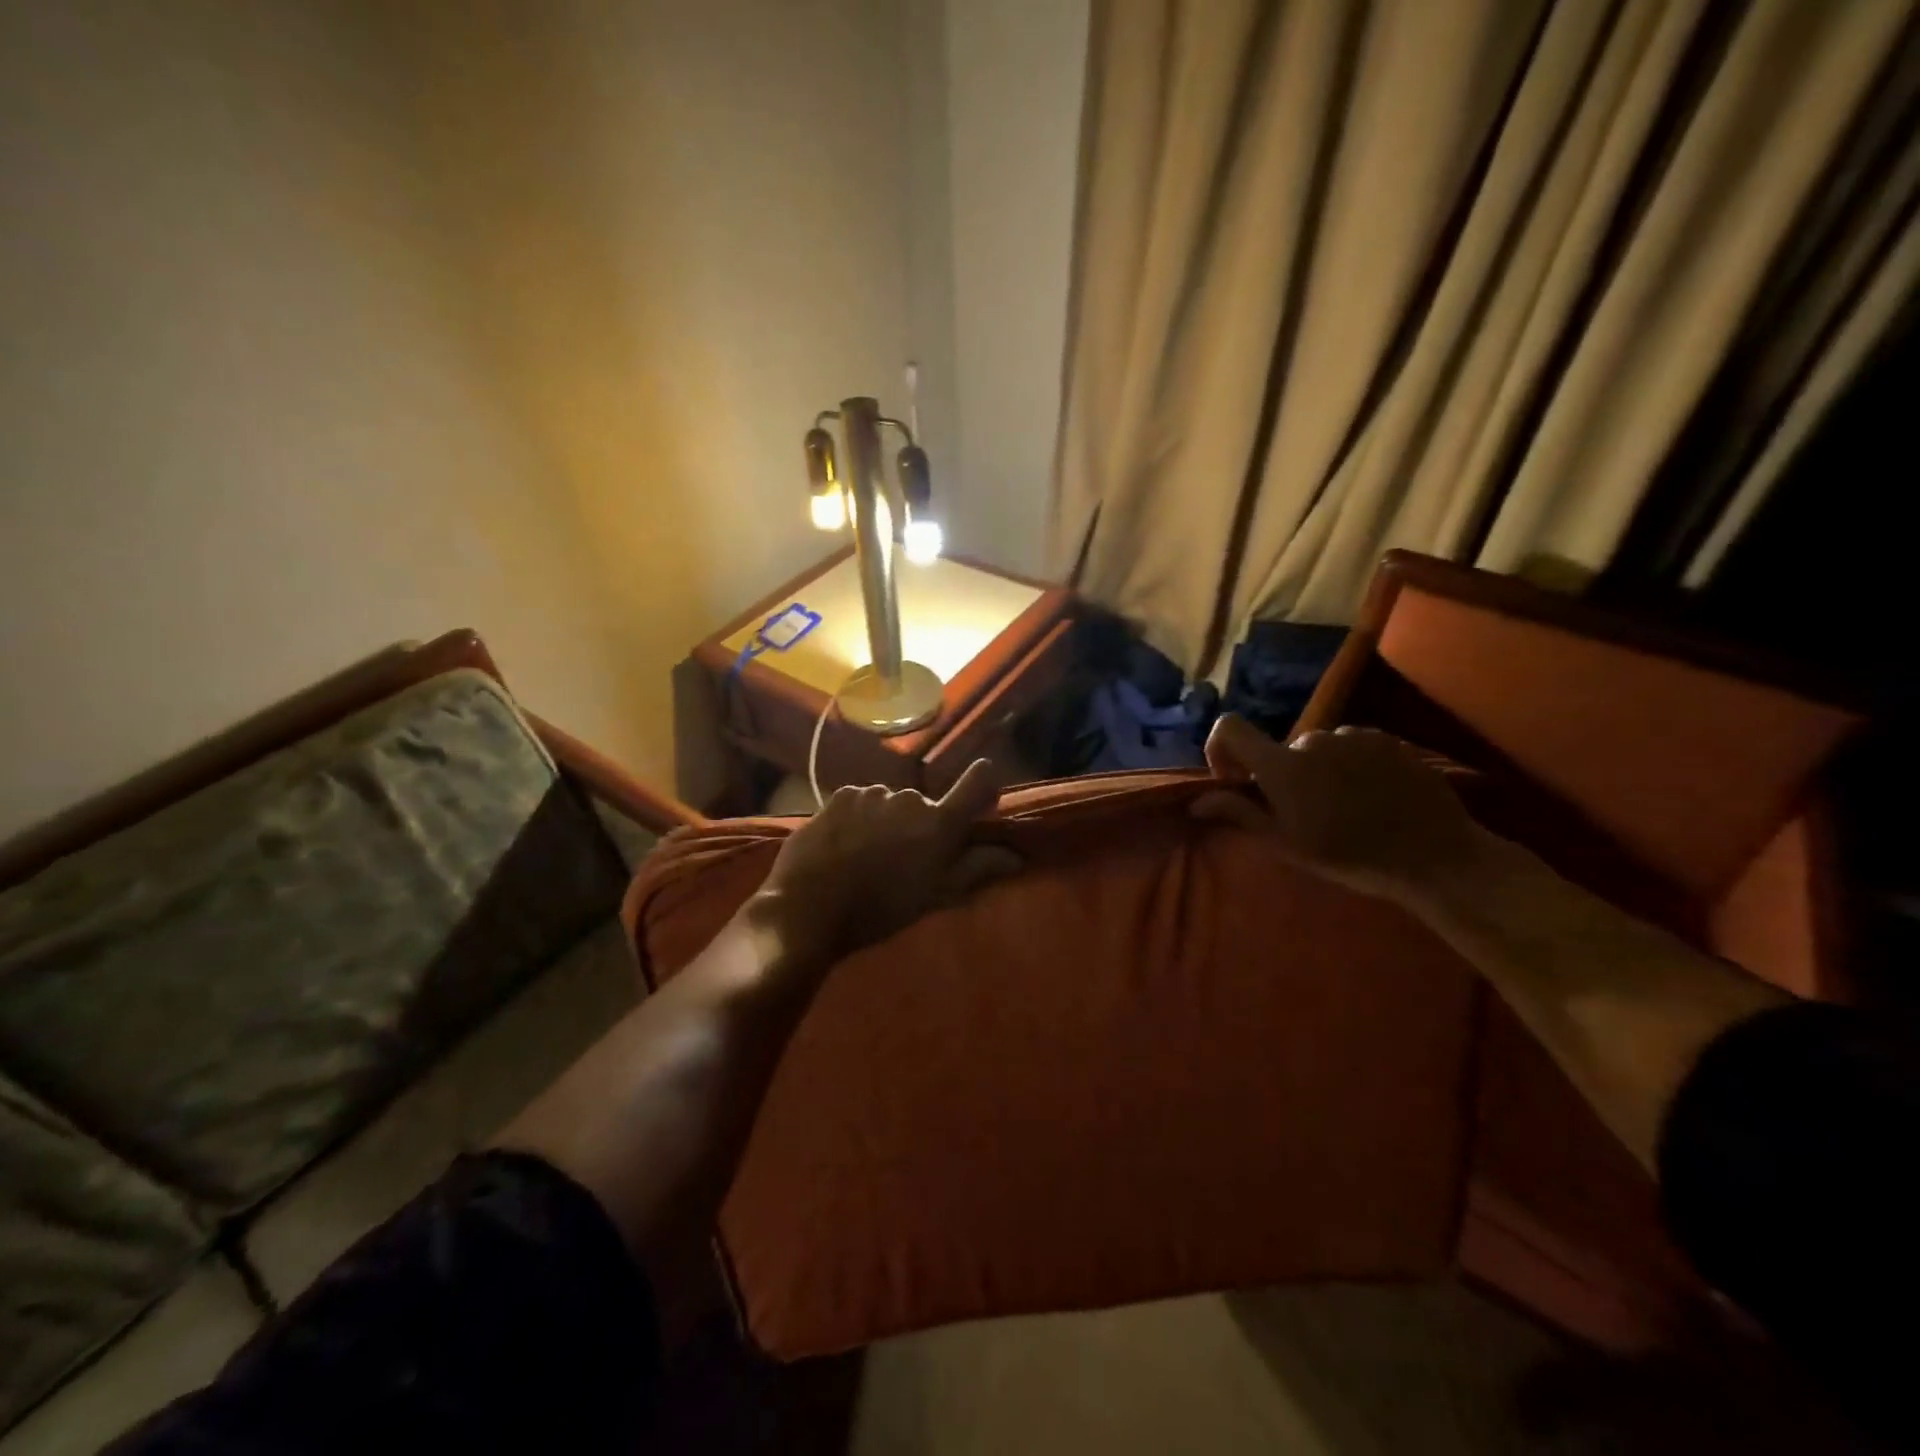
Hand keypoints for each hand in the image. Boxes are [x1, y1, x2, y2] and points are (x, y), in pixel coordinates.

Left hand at [747, 759, 1018, 967]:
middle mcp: (909, 798)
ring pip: (890, 805)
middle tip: (903, 861)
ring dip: (887, 823)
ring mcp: (871, 794)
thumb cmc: (880, 908)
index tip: (982, 798)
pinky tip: (844, 848)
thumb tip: (1017, 855)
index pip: (976, 784)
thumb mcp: (935, 896)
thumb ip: (977, 869)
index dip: (984, 786)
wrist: (808, 907)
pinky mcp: (839, 797)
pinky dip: (858, 819)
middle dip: (919, 826)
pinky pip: (860, 803)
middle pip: (925, 805)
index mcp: (939, 823)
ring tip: (867, 858)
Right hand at [1193, 715, 1483, 908]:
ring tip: (1344, 808)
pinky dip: (1351, 766)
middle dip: (1282, 774)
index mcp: (1282, 765)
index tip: (1235, 780)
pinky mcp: (1387, 739)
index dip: (1221, 747)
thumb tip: (1196, 803)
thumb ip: (1239, 813)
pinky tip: (1372, 797)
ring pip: (1318, 749)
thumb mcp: (1286, 844)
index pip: (1230, 727)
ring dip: (1319, 771)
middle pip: (1280, 748)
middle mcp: (1312, 739)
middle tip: (1303, 813)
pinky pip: (1353, 746)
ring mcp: (1353, 735)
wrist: (1434, 856)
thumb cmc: (1350, 856)